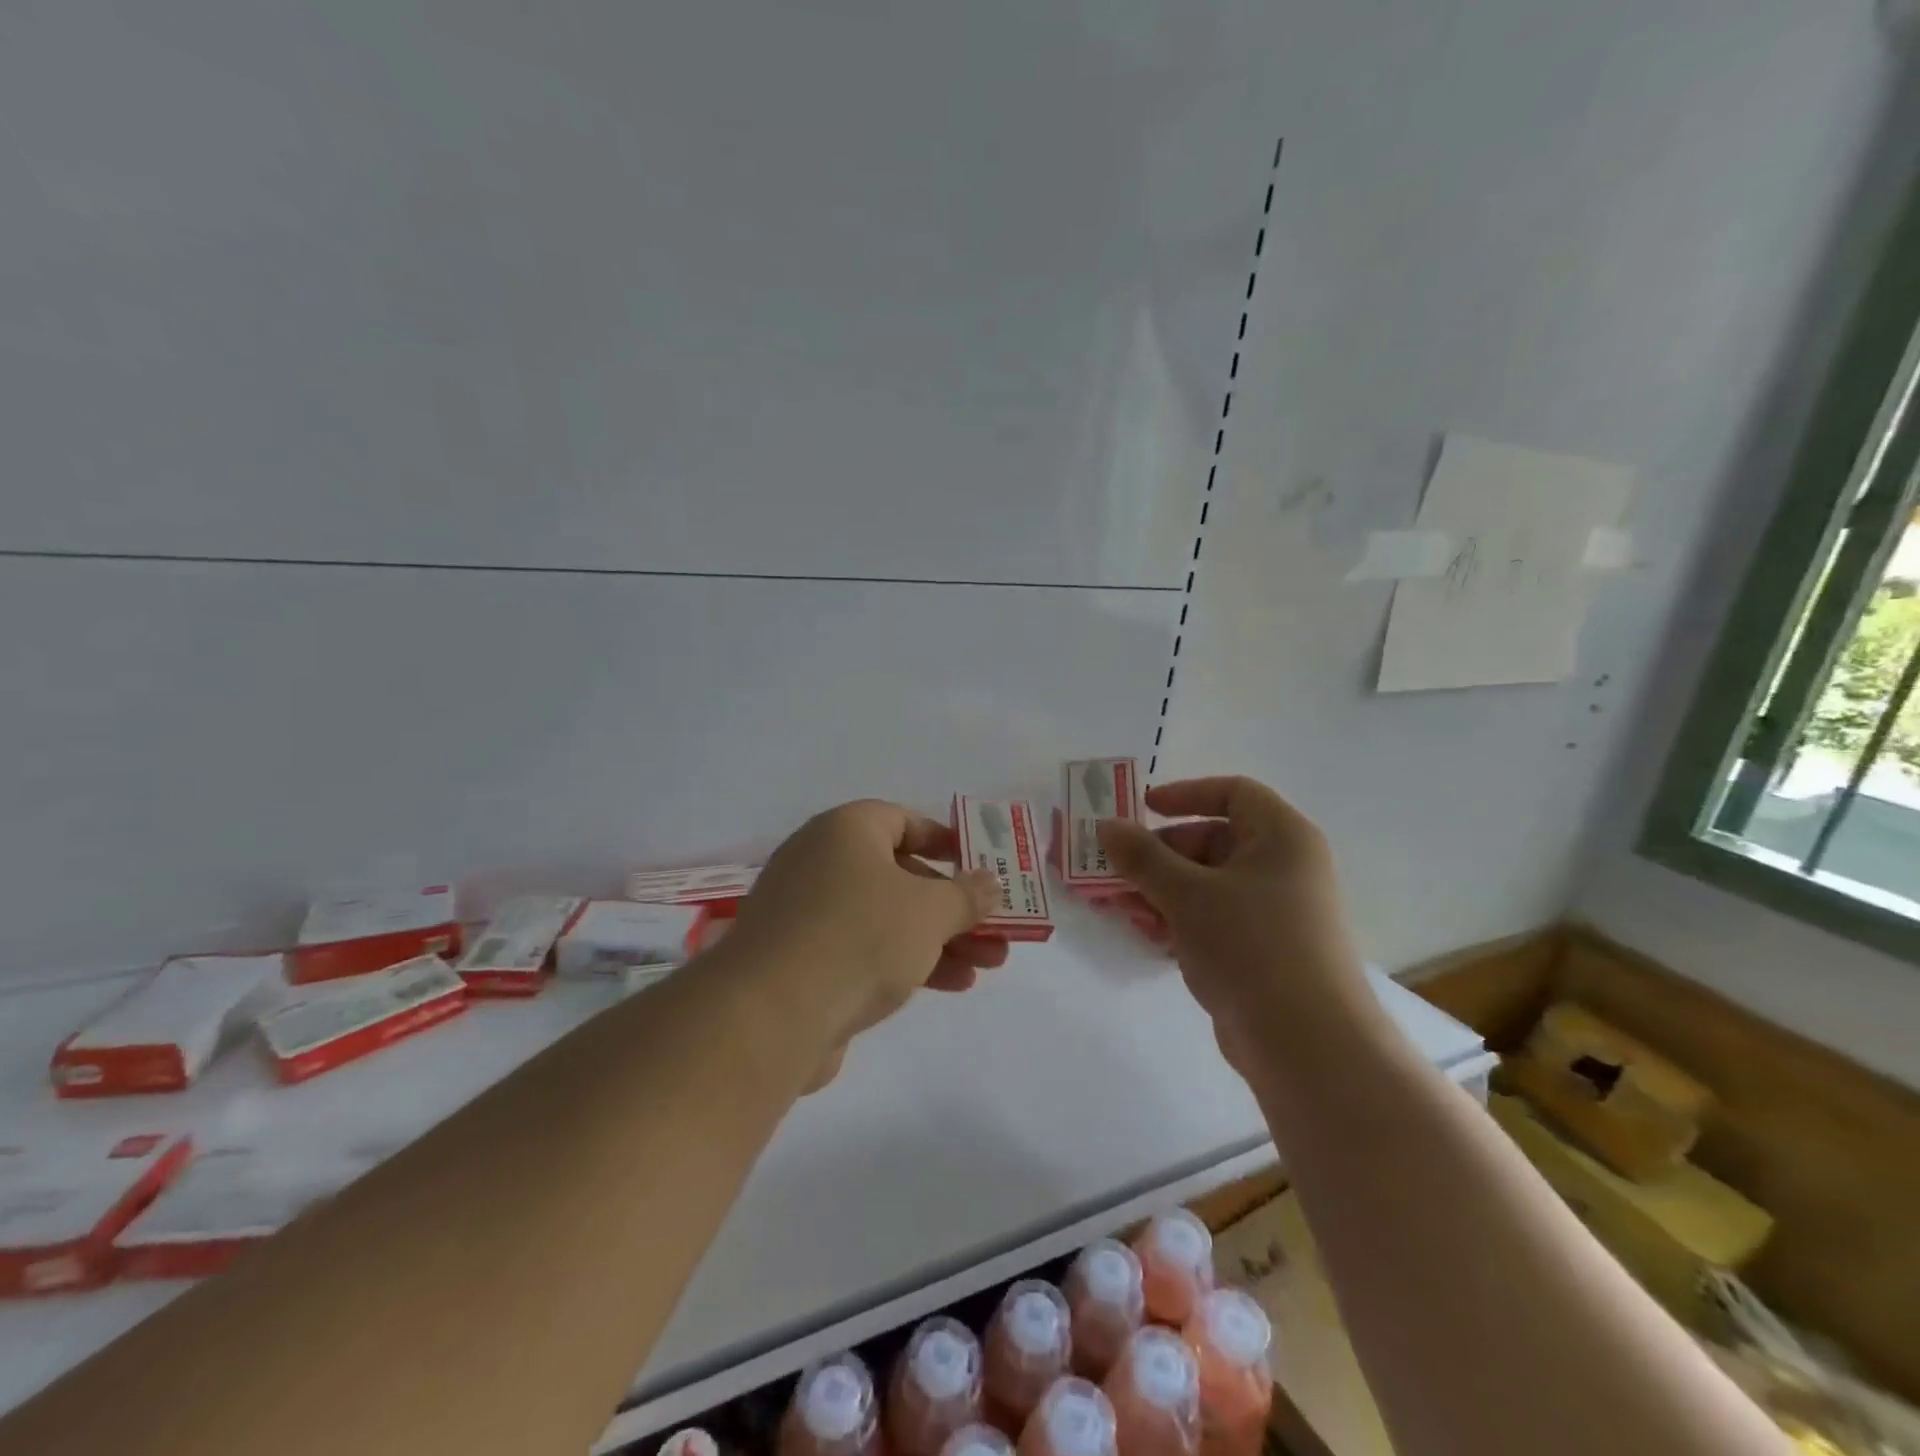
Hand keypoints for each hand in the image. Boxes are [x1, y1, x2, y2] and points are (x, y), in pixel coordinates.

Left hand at [727, 800, 1006, 1086]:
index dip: (943, 839)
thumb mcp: (930, 911)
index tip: (976, 863)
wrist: (772, 1014)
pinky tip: (952, 985)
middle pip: (900, 875)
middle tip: (994, 926)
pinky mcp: (802, 962)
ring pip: (887, 918)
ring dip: (940, 939)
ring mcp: (808, 915)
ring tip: (990, 964)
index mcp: (845, 832)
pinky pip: (864, 950)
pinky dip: (906, 961)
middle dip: (953, 904)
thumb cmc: (860, 936)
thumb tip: (990, 883)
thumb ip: (966, 895)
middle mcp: (821, 864)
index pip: (900, 820)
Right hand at [1096, 776, 1368, 1073]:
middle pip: (1212, 841)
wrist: (1306, 1044)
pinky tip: (1144, 933)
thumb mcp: (1187, 894)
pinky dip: (1178, 919)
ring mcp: (1274, 913)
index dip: (1186, 794)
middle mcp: (1283, 868)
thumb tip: (1105, 826)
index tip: (1142, 809)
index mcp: (1281, 838)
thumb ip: (1142, 856)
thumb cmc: (1251, 946)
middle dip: (1159, 854)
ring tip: (1119, 906)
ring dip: (1160, 890)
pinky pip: (1213, 919)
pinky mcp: (1262, 952)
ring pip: (1207, 884)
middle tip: (1115, 870)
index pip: (1233, 793)